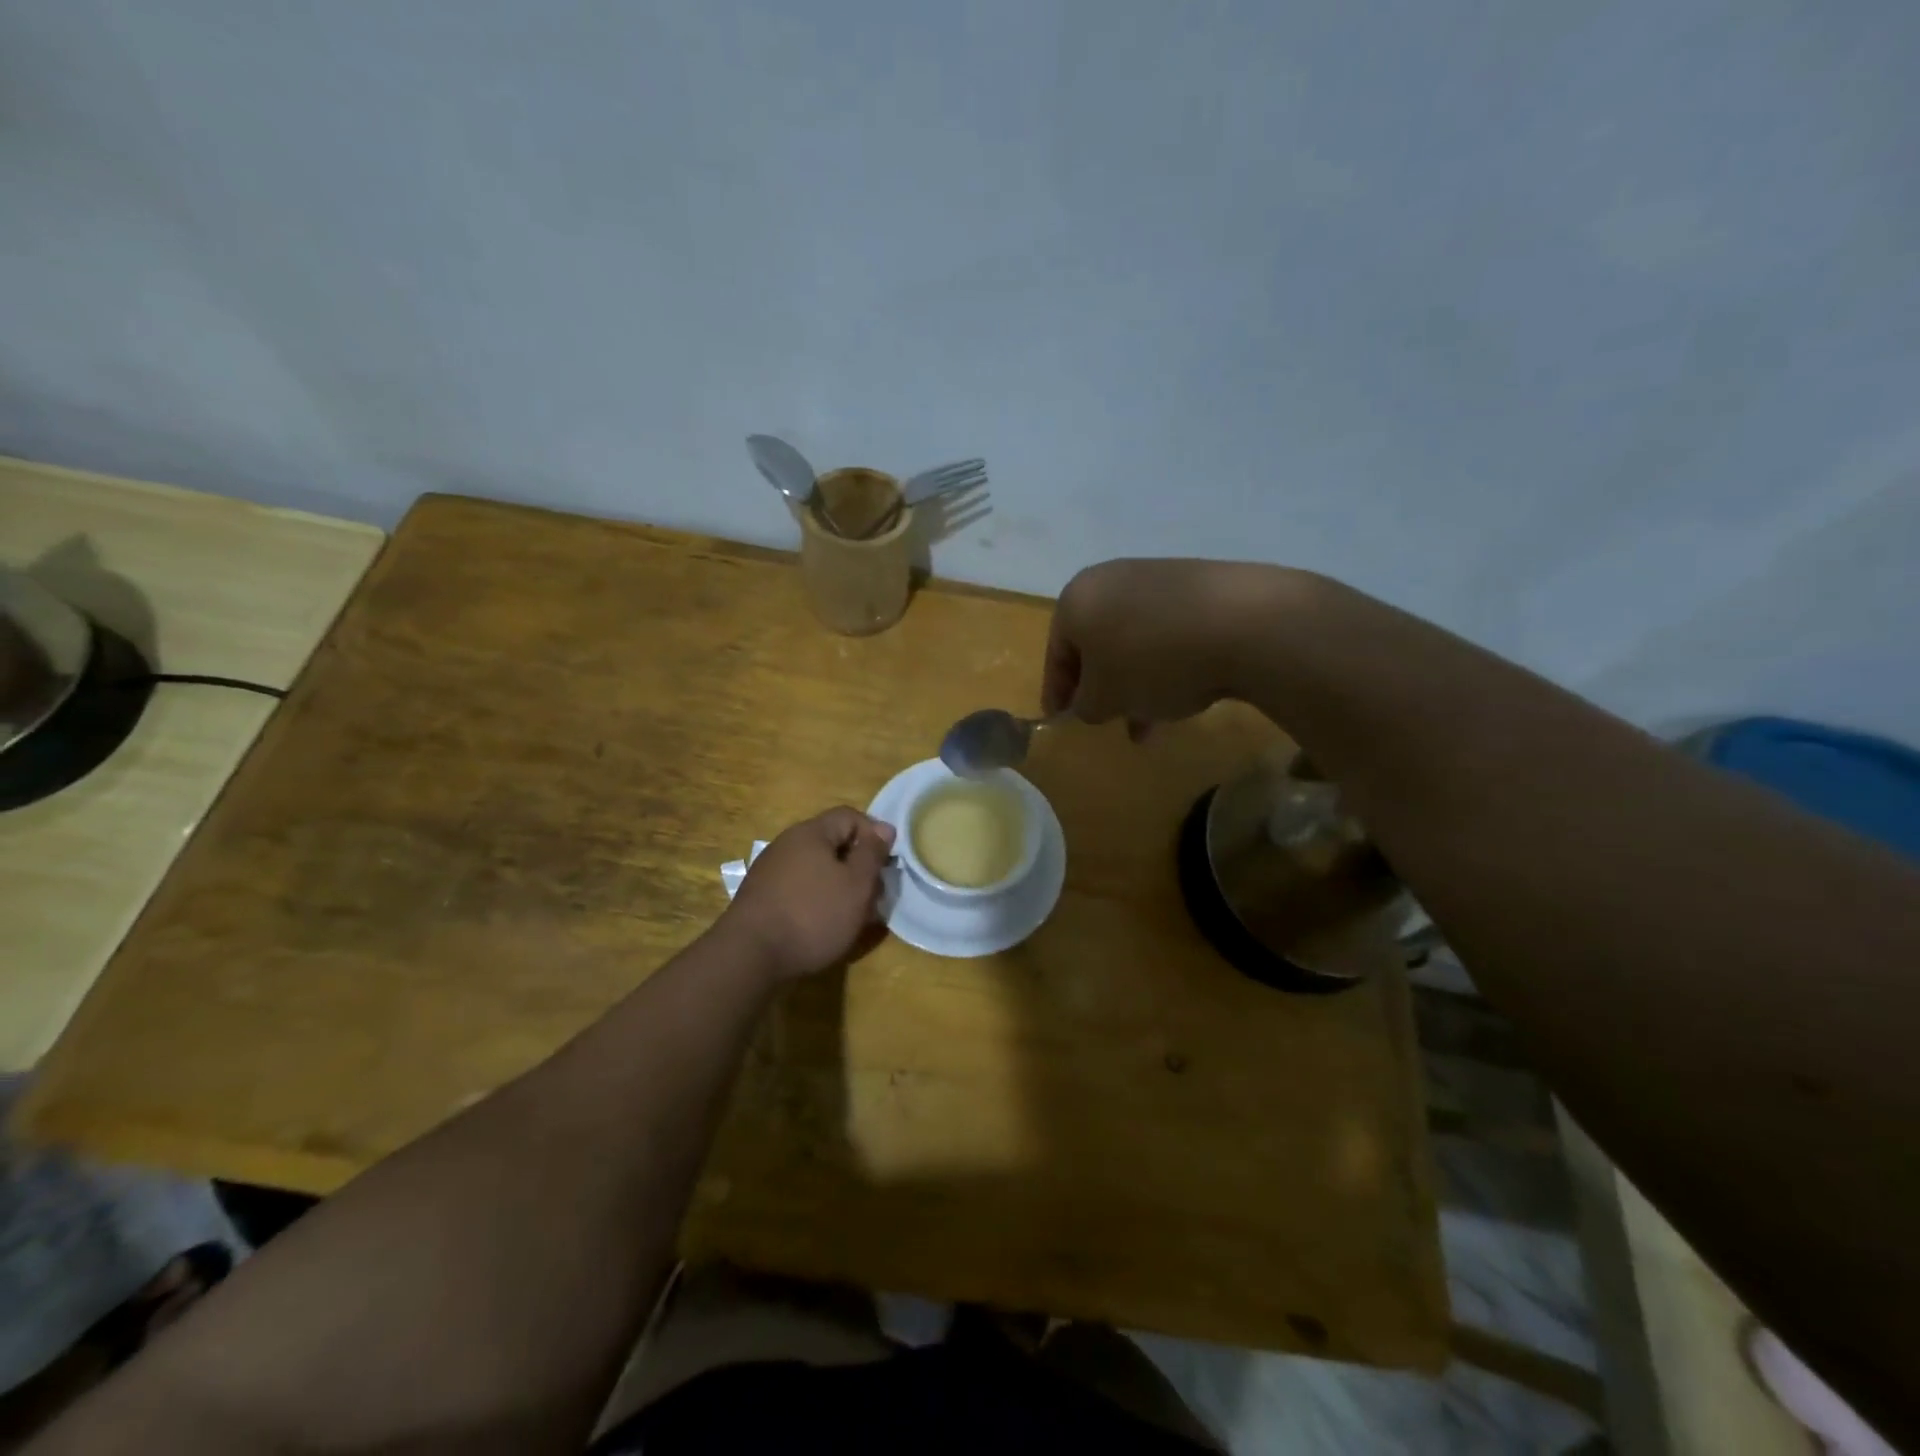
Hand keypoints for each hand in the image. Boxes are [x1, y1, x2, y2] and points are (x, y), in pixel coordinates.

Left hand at [724, 807, 896, 981]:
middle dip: (858, 866)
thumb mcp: (856, 884)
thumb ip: (872, 853)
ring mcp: (770, 870)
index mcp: (811, 832)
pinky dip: (817, 900)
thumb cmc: (813, 915)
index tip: (888, 864)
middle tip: (874, 895)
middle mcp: (787, 843)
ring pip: (816, 869)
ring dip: (839, 886)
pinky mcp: (761, 897)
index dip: (874, 834)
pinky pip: (799, 888)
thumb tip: (884, 828)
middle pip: (832, 843)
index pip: (850, 816)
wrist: (749, 956)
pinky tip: (824, 926)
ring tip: (853, 916)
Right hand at [1041, 559, 1289, 726]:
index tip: (1061, 722)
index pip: (1056, 653)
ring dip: (1135, 681)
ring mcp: (1157, 577)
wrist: (1243, 623)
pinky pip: (1167, 631)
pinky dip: (1165, 663)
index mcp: (1076, 599)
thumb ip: (1085, 706)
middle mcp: (1110, 579)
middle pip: (1096, 645)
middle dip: (1101, 687)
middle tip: (1107, 720)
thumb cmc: (1152, 662)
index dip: (1057, 693)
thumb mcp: (1106, 698)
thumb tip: (1088, 705)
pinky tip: (1183, 691)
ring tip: (1151, 720)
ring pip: (1133, 641)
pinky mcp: (1197, 583)